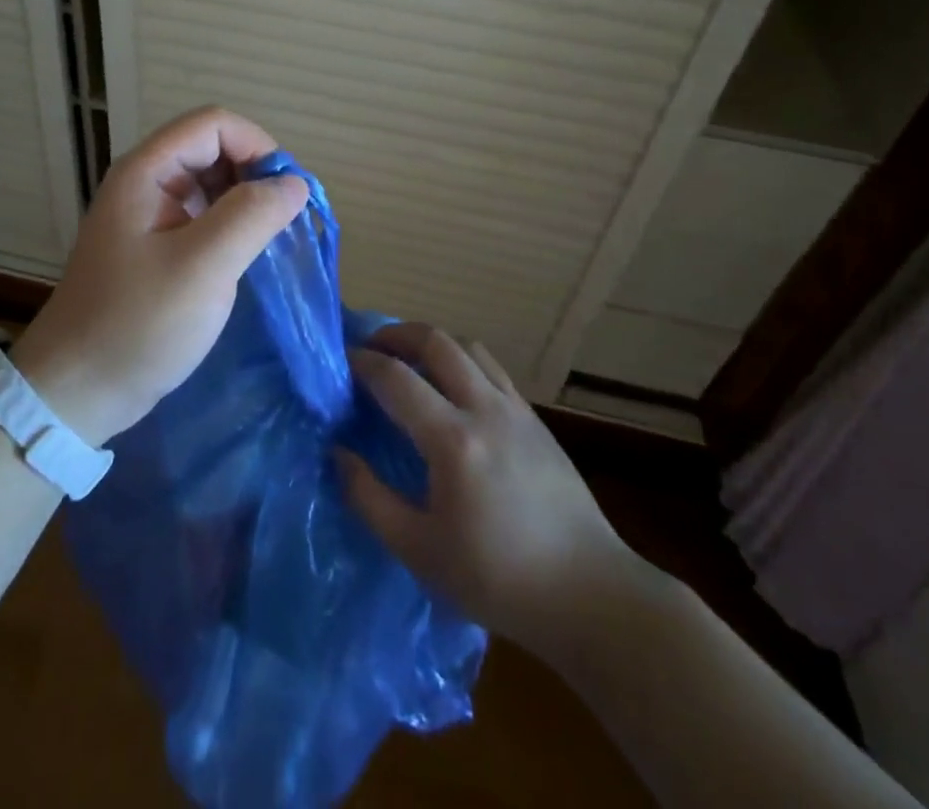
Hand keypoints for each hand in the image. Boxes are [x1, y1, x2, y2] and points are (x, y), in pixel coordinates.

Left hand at [11, 106, 308, 445]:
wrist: (77, 391)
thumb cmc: (138, 325)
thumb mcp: (203, 267)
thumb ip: (252, 215)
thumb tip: (294, 183)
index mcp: (147, 172)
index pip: (213, 124)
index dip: (256, 146)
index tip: (285, 194)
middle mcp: (145, 182)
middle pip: (212, 147)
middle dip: (254, 173)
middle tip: (281, 221)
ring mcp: (148, 215)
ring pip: (210, 182)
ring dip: (245, 200)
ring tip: (268, 240)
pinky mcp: (155, 246)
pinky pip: (202, 215)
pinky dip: (231, 225)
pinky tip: (245, 256)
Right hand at [338, 323, 638, 646]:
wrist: (590, 595)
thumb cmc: (499, 580)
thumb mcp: (420, 551)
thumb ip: (370, 499)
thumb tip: (338, 454)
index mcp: (452, 440)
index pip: (395, 378)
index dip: (362, 363)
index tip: (340, 363)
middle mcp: (484, 409)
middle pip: (435, 341)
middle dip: (396, 334)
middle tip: (371, 347)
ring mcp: (516, 409)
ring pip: (467, 346)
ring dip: (432, 342)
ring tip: (410, 360)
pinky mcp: (536, 419)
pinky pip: (491, 368)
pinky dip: (462, 361)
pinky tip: (453, 389)